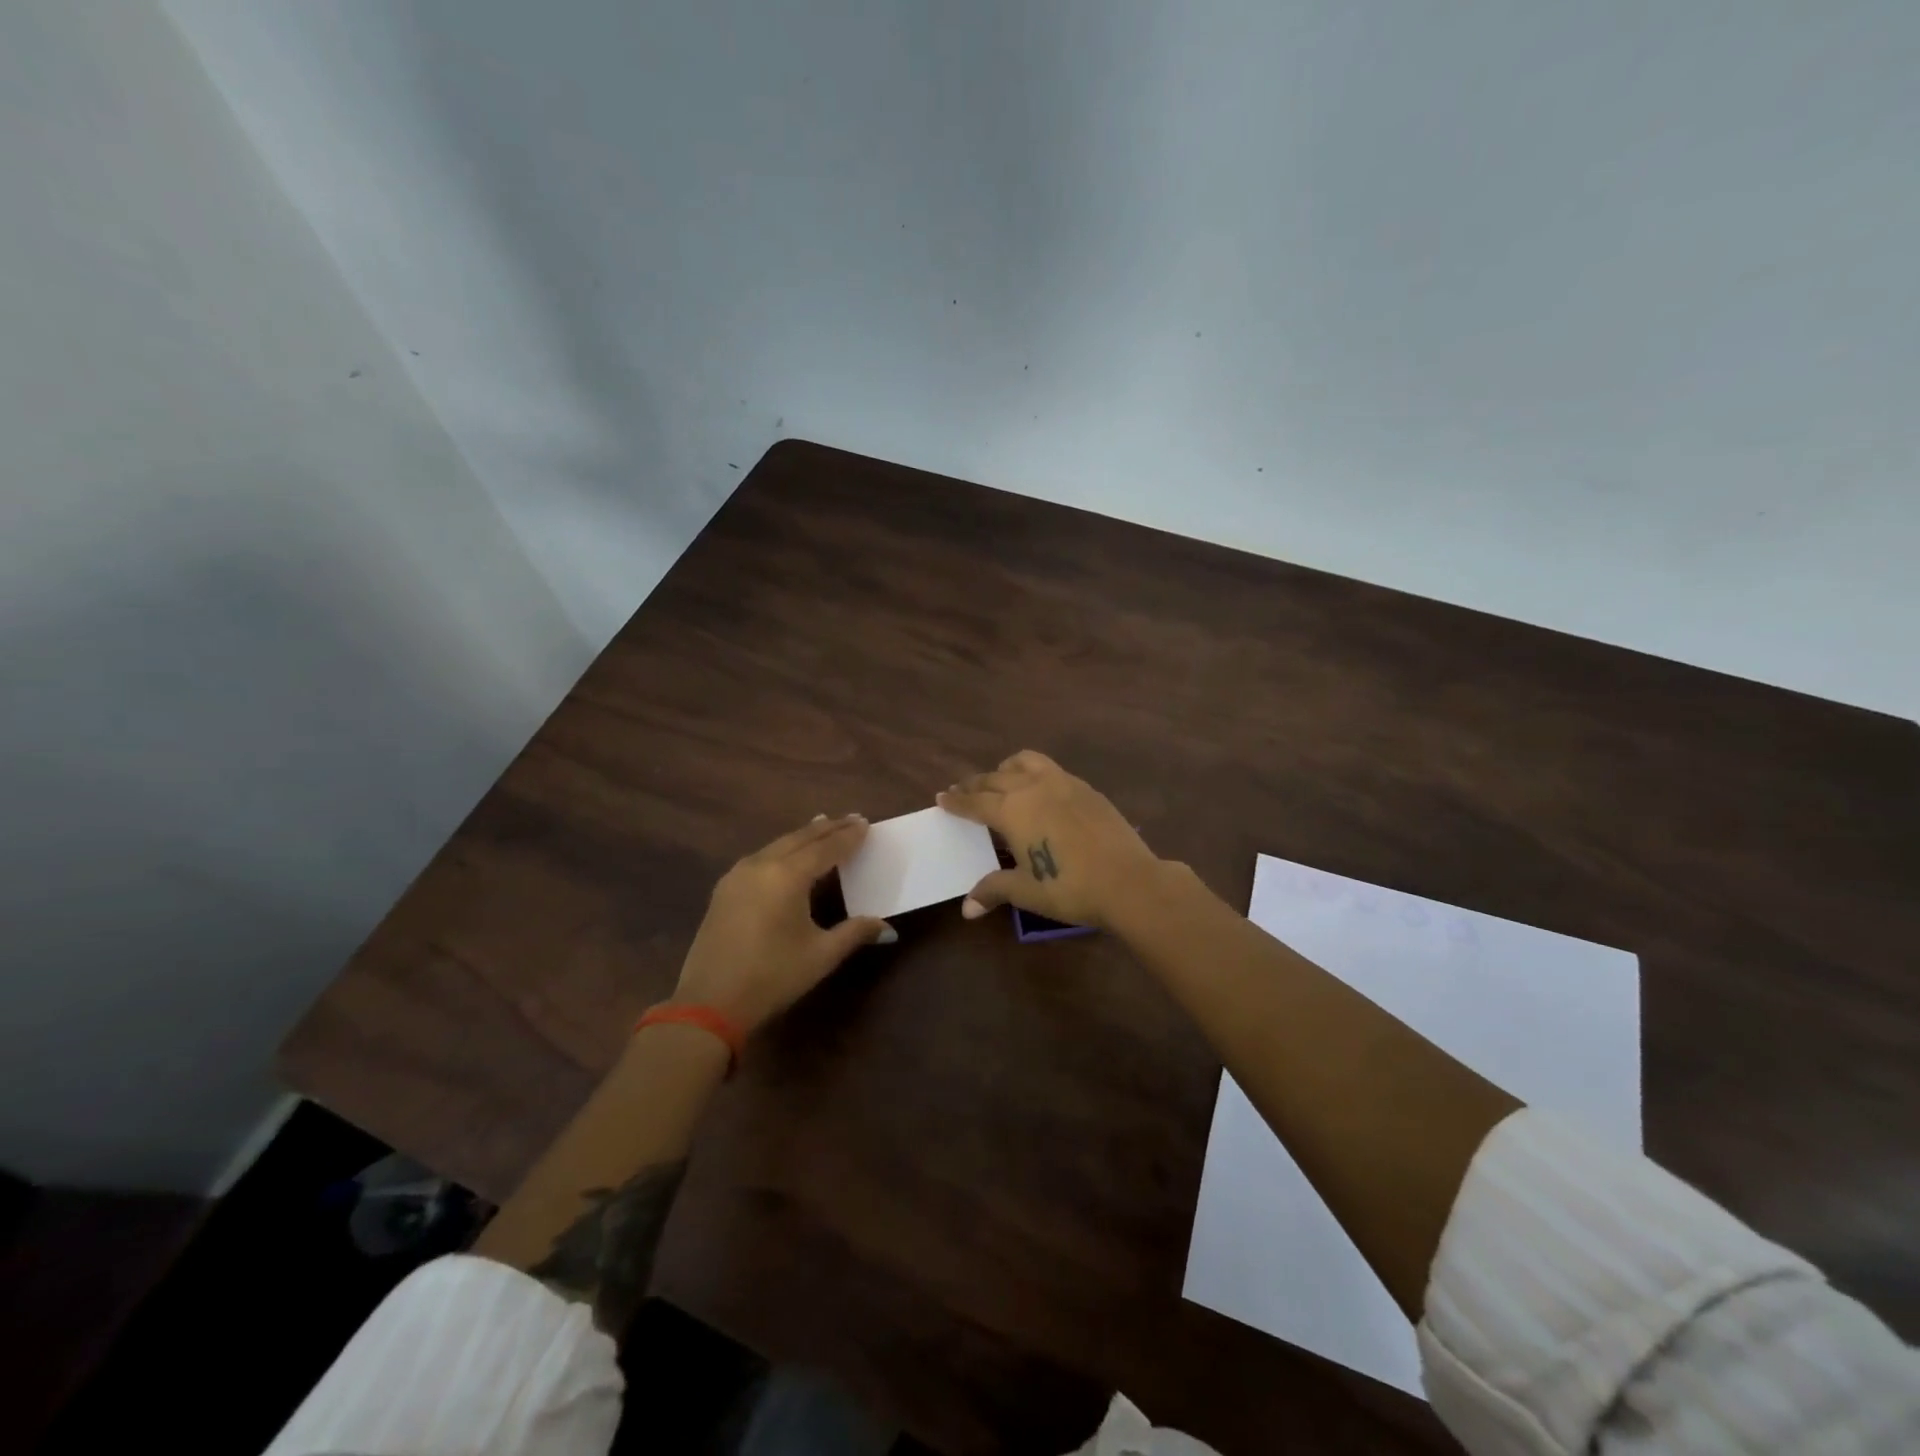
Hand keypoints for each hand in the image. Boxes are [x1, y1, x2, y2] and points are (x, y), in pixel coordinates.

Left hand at [672, 814, 894, 1032]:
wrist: (709, 1004)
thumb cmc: (772, 976)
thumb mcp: (821, 955)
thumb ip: (855, 933)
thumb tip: (888, 929)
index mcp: (788, 876)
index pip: (826, 848)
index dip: (848, 836)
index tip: (865, 823)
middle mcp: (761, 865)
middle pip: (800, 838)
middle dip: (827, 828)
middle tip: (851, 819)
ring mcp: (738, 875)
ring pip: (778, 844)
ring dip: (803, 836)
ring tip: (822, 827)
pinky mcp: (724, 890)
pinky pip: (761, 857)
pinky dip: (782, 849)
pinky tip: (787, 854)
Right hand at [937, 751, 1163, 930]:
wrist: (1128, 881)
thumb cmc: (1069, 888)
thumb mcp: (1026, 891)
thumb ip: (994, 890)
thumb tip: (966, 908)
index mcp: (1012, 810)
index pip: (975, 802)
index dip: (957, 800)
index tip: (942, 796)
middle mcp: (1033, 788)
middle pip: (995, 779)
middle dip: (975, 784)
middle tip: (963, 789)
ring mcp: (1063, 783)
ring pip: (1025, 762)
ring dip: (1006, 769)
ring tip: (1000, 778)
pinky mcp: (1086, 789)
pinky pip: (1051, 770)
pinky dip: (1034, 774)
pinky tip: (1040, 791)